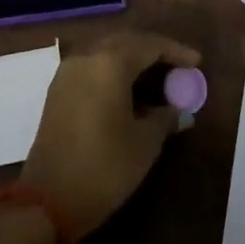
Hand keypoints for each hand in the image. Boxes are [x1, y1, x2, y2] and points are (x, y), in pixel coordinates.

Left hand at [21, 32, 201, 241]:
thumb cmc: (104, 168)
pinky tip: (129, 91)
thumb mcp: (145, 144)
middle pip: (126, 42)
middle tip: (178, 67)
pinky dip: (114, 71)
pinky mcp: (58, 90)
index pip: (149, 45)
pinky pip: (93, 67)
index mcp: (109, 62)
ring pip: (107, 53)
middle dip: (154, 51)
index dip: (176, 51)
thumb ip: (165, 118)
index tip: (197, 62)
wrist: (47, 201)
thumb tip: (179, 110)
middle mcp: (86, 57)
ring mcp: (68, 72)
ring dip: (133, 60)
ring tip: (158, 79)